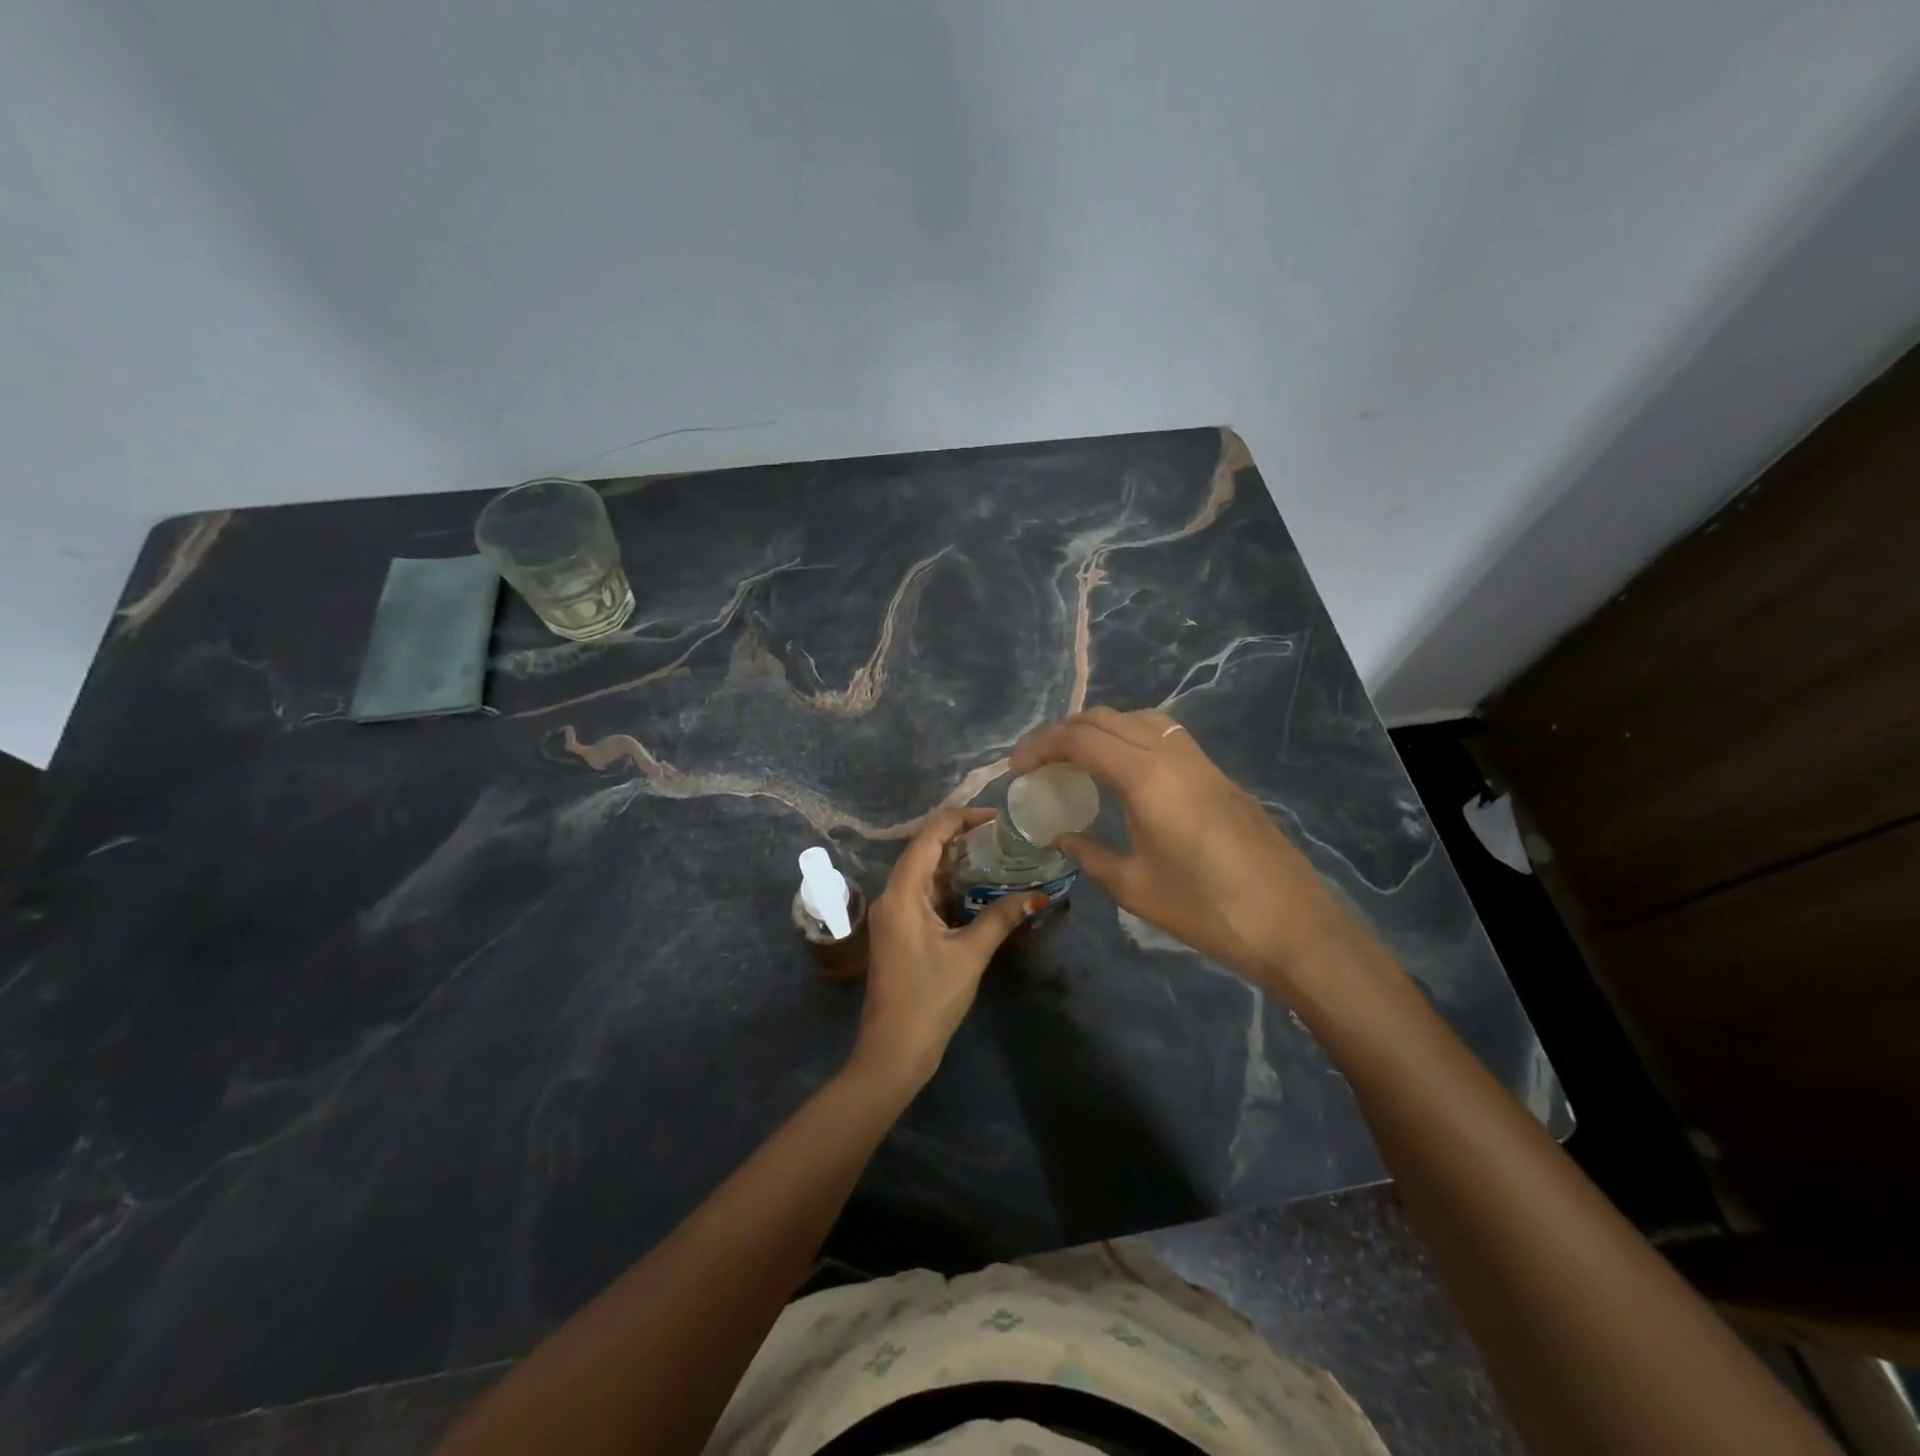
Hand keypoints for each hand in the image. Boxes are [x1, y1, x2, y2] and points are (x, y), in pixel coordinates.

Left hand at [850, 808, 1038, 1090]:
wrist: (893, 1050)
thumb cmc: (929, 999)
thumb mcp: (970, 955)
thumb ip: (1001, 918)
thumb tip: (1038, 895)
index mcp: (902, 892)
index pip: (930, 836)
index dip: (962, 819)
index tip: (998, 818)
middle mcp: (892, 895)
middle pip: (925, 849)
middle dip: (962, 837)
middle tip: (1004, 835)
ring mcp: (893, 913)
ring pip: (925, 872)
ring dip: (957, 861)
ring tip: (998, 853)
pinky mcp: (900, 930)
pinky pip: (924, 893)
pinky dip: (949, 884)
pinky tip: (978, 886)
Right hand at [1010, 708, 1364, 1002]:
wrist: (1293, 925)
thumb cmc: (1207, 911)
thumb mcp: (1135, 888)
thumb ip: (1090, 854)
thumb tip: (1062, 836)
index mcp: (1147, 780)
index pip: (1082, 739)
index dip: (1041, 746)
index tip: (1016, 768)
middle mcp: (1173, 755)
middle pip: (1107, 718)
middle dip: (1064, 732)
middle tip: (1039, 762)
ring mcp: (1201, 761)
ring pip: (1139, 718)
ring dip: (1100, 728)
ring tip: (1076, 759)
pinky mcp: (1218, 774)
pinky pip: (1164, 735)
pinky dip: (1131, 737)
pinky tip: (1123, 770)